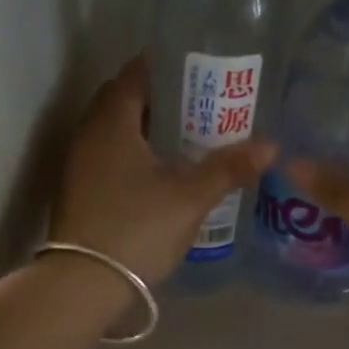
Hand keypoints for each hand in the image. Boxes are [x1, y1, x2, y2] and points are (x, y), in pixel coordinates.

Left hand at [51, 56, 276, 286]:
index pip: (134, 74)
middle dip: (158, 97)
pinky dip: (132, 153)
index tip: (196, 67)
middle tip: (197, 104)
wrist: (83, 283)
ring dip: (144, 128)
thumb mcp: (190, 198)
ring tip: (185, 137)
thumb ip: (228, 168)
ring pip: (113, 131)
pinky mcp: (78, 192)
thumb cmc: (137, 229)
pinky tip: (159, 173)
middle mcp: (88, 135)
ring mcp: (78, 165)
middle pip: (121, 101)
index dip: (164, 65)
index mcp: (111, 122)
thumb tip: (270, 146)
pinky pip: (107, 156)